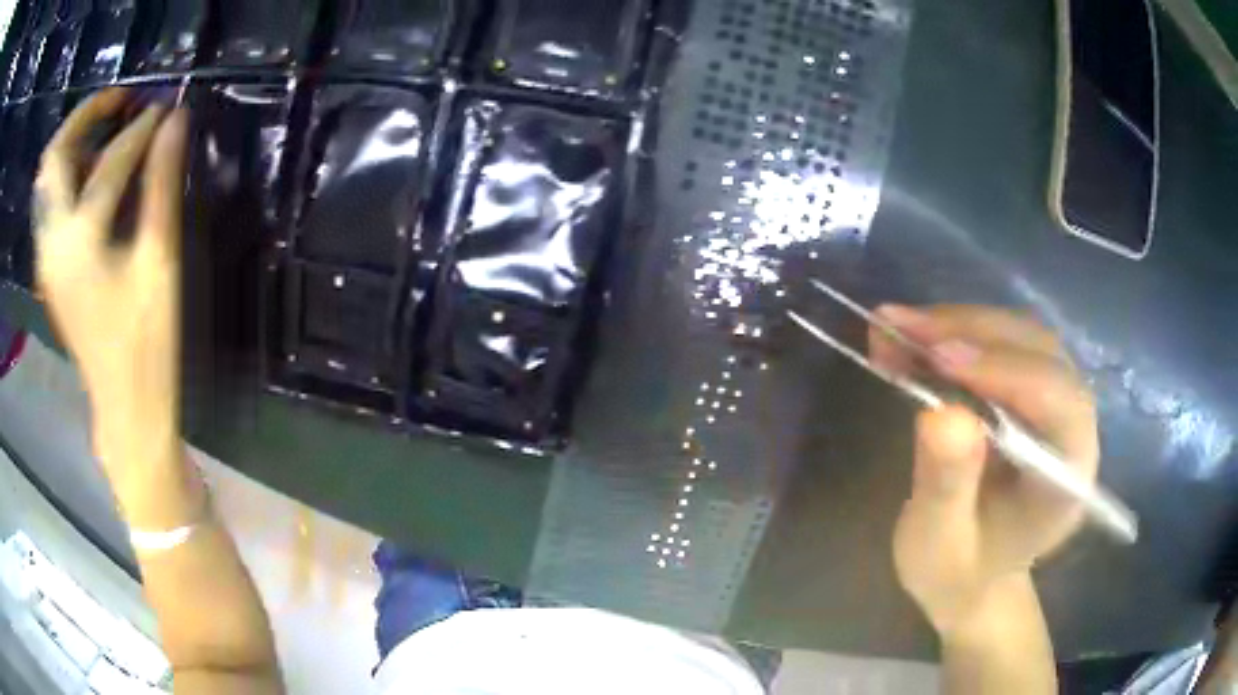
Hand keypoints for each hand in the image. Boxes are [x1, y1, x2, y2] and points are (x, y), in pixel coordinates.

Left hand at [35, 89, 188, 492]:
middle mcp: (51, 242)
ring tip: (107, 129)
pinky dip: (69, 172)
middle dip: (85, 116)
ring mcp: (46, 256)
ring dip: (74, 142)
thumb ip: (162, 184)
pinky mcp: (49, 267)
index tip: (166, 106)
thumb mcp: (159, 261)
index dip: (142, 128)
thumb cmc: (146, 341)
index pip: (110, 162)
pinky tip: (93, 171)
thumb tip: (175, 121)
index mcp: (78, 242)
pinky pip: (51, 201)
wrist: (124, 405)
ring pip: (48, 178)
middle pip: (54, 157)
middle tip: (120, 102)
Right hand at [870, 305, 1097, 638]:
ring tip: (896, 326)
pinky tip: (911, 335)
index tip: (939, 357)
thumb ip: (947, 487)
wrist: (972, 576)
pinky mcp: (1030, 389)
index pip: (1057, 400)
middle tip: (900, 328)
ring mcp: (1054, 401)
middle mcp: (1074, 426)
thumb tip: (942, 414)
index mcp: (1068, 475)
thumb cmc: (958, 572)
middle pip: (1039, 352)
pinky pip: (999, 342)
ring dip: (958, 323)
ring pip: (1019, 336)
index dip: (1005, 370)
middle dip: (971, 332)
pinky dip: (954, 331)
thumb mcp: (940, 545)